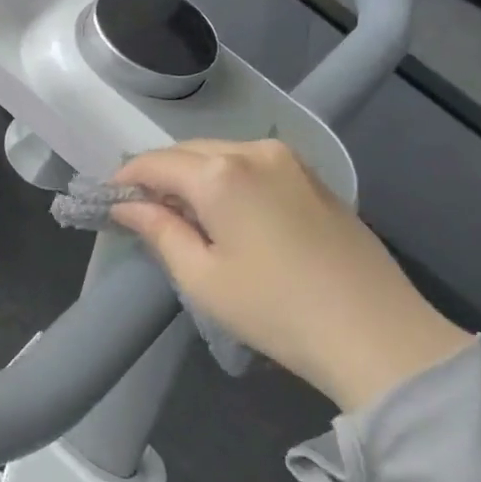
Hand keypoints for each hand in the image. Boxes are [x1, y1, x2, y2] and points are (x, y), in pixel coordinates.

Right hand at [111, 139, 471, 412]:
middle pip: (188, 152)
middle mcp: (255, 150)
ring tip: (180, 215)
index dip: (125, 180)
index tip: (106, 203)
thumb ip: (159, 230)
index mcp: (221, 173)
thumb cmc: (273, 308)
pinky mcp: (314, 178)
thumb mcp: (201, 276)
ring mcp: (291, 161)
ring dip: (192, 177)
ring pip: (221, 155)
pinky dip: (226, 180)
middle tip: (139, 212)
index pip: (155, 163)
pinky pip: (252, 165)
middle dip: (158, 176)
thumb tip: (127, 206)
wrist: (374, 331)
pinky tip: (224, 213)